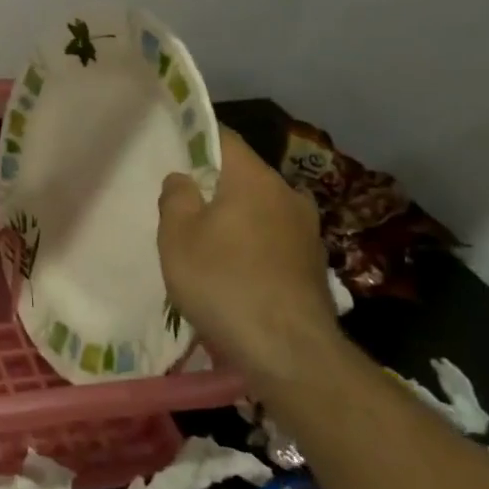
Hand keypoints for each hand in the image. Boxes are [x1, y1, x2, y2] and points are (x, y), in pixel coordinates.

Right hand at [157, 126, 342, 392]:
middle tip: (184, 202)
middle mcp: (288, 194)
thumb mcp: (177, 236)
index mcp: (254, 179)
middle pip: (244, 175)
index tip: (174, 147)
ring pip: (261, 208)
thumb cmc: (223, 282)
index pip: (224, 138)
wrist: (289, 351)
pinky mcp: (314, 264)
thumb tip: (184, 179)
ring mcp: (307, 231)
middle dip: (215, 184)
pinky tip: (235, 269)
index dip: (197, 137)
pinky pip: (274, 238)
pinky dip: (253, 243)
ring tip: (208, 240)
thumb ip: (176, 197)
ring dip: (236, 216)